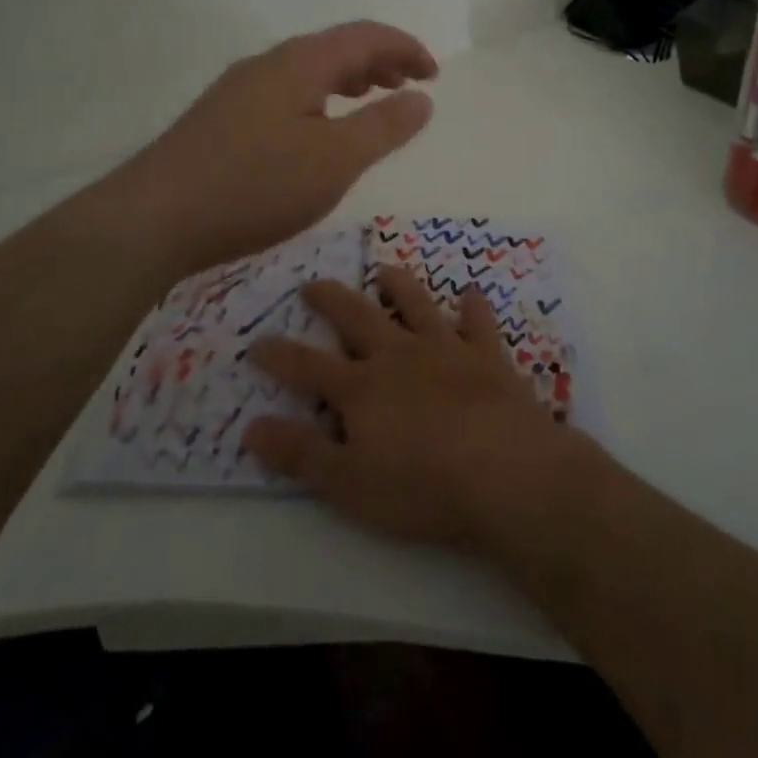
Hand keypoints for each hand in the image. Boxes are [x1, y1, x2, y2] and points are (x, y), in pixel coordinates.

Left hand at [103, 21, 437, 279]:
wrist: (155, 217)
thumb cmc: (256, 185)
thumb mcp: (335, 159)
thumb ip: (384, 126)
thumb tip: (422, 97)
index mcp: (300, 62)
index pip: (364, 36)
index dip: (405, 48)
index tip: (434, 74)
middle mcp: (267, 64)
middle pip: (334, 47)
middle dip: (378, 61)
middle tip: (408, 86)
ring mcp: (238, 90)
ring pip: (306, 71)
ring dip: (347, 79)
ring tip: (369, 100)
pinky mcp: (221, 118)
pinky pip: (284, 93)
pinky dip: (318, 100)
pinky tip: (314, 132)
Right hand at [242, 267, 594, 548]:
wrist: (505, 472)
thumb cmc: (422, 486)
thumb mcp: (348, 483)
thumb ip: (300, 454)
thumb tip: (251, 427)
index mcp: (361, 388)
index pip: (307, 366)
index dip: (278, 355)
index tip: (255, 343)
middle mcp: (398, 356)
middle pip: (357, 317)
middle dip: (331, 300)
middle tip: (313, 284)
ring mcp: (445, 349)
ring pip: (415, 304)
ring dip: (398, 286)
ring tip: (384, 270)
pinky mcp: (487, 356)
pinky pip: (478, 322)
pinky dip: (473, 307)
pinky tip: (470, 294)